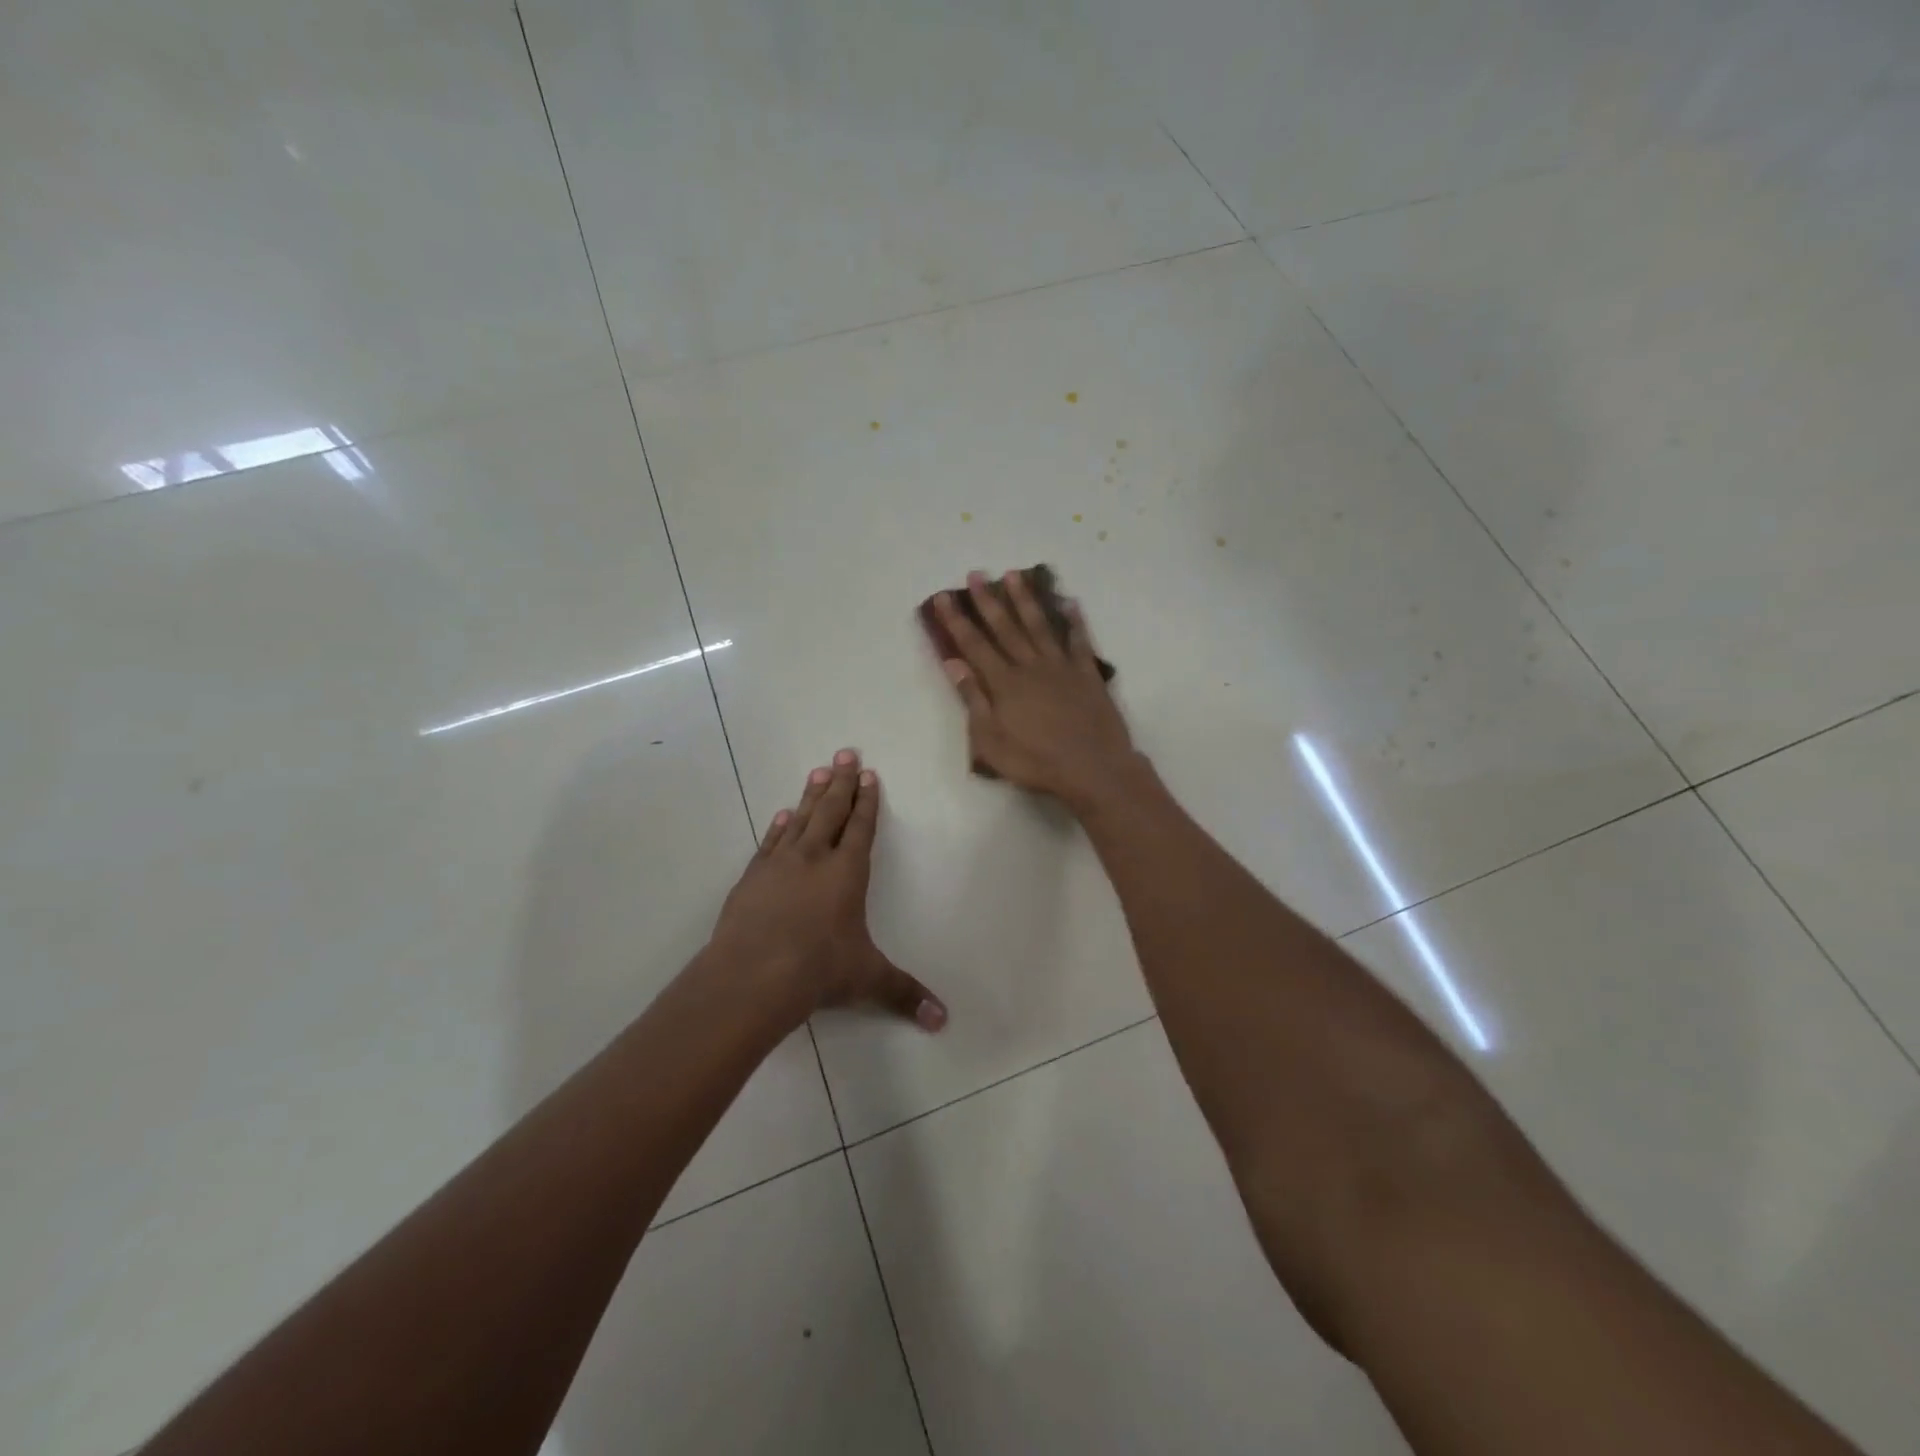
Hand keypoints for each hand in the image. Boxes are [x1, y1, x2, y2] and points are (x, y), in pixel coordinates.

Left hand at [710, 750, 946, 1030]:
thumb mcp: (868, 979)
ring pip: (800, 819)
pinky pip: (770, 842)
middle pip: (830, 811)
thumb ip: (905, 994)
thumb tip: (943, 1021)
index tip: (869, 775)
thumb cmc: (819, 970)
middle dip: (841, 782)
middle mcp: (814, 859)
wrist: (752, 975)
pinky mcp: (752, 878)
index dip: (867, 802)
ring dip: (811, 795)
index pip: (861, 828)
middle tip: (845, 752)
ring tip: (818, 771)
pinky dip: (778, 826)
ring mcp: (779, 864)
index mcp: (847, 873)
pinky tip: (781, 815)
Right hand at [933, 570, 1141, 812]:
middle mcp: (1030, 666)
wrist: (1092, 768)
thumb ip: (974, 700)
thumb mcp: (990, 741)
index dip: (956, 620)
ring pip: (1040, 625)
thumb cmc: (1035, 762)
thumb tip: (955, 664)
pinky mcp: (1087, 674)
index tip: (943, 596)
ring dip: (1026, 599)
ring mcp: (1061, 667)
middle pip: (1005, 627)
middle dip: (988, 600)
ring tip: (1015, 575)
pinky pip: (1079, 641)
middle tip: (976, 574)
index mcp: (1004, 683)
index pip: (974, 645)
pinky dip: (1075, 621)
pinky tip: (1070, 603)